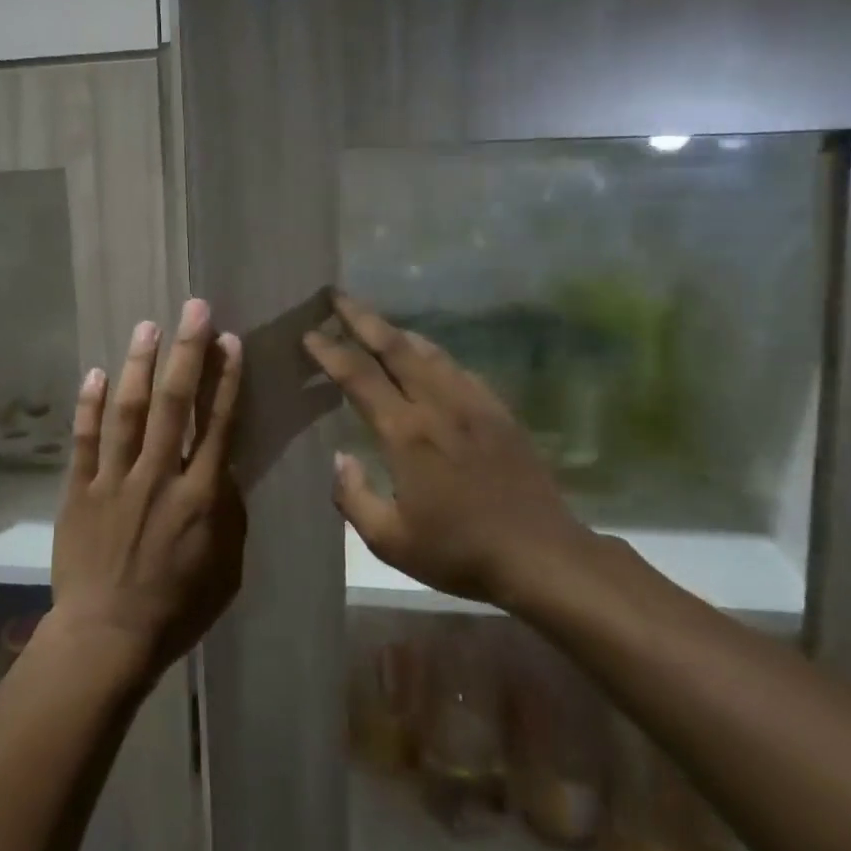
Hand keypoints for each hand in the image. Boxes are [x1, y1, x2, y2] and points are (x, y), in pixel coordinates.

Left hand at [50, 299, 244, 681]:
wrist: (107, 638)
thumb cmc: (177, 609)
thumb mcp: (226, 569)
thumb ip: (227, 513)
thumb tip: (223, 468)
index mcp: (201, 497)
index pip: (219, 425)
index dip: (226, 379)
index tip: (229, 341)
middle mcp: (160, 477)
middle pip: (176, 404)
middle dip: (187, 352)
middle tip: (193, 308)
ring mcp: (115, 481)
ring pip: (130, 412)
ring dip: (140, 366)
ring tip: (148, 326)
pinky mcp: (79, 491)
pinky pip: (85, 441)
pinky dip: (89, 406)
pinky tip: (96, 373)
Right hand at [303, 292, 593, 612]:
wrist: (541, 555)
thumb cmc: (459, 551)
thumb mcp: (390, 541)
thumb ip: (353, 497)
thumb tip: (340, 458)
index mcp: (406, 433)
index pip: (359, 377)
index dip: (330, 352)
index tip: (309, 334)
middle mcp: (437, 405)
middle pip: (394, 346)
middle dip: (361, 317)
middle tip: (336, 296)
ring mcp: (473, 403)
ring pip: (428, 351)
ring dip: (396, 331)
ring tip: (374, 320)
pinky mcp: (498, 411)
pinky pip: (458, 368)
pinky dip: (432, 353)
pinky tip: (426, 357)